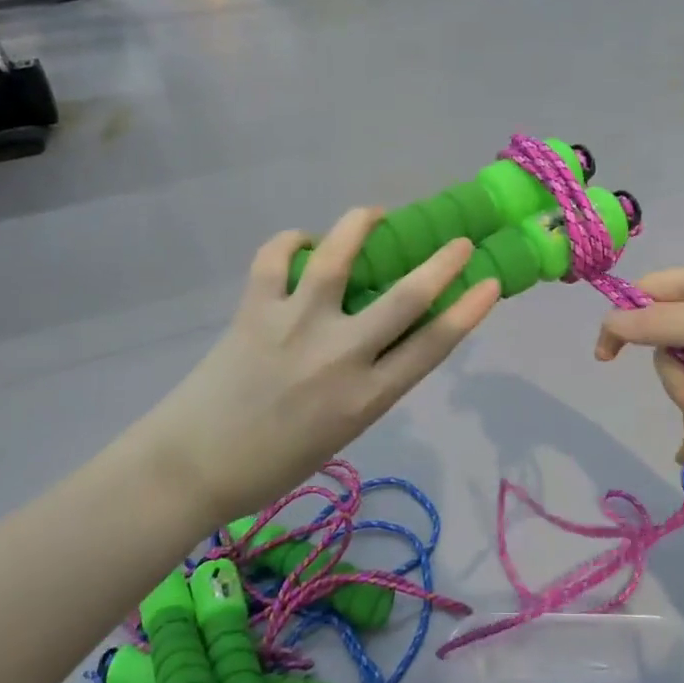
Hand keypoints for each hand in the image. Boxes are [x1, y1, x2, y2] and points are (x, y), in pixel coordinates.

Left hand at [119, 208, 499, 529]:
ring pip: (338, 257)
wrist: (193, 468)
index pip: (432, 345)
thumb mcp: (343, 432)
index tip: (490, 283)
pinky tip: (301, 242)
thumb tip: (384, 336)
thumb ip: (370, 384)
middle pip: (405, 297)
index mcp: (367, 398)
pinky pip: (275, 258)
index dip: (468, 310)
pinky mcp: (255, 310)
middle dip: (442, 263)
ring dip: (361, 225)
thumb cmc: (275, 462)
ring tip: (374, 214)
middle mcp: (340, 356)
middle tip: (459, 242)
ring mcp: (295, 326)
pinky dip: (291, 241)